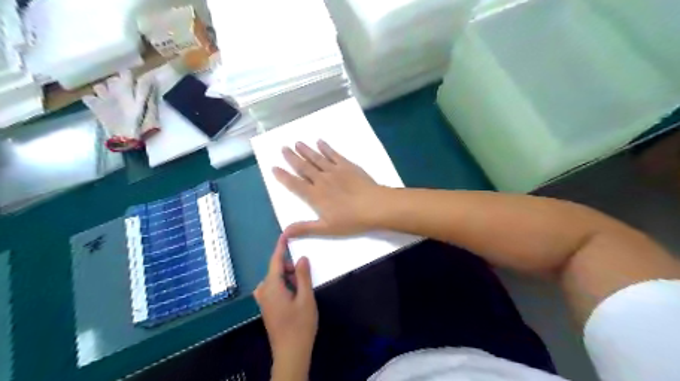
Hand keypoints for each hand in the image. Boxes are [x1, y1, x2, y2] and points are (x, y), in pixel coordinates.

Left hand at [255, 236, 319, 364]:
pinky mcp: (267, 308)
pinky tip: (294, 294)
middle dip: (290, 268)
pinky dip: (284, 285)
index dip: (281, 247)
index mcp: (272, 287)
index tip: (285, 235)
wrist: (291, 353)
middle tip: (305, 275)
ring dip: (288, 278)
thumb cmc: (300, 325)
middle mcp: (264, 291)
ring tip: (302, 288)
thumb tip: (302, 258)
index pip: (275, 261)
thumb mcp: (306, 298)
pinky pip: (273, 288)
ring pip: (275, 280)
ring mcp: (263, 301)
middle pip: (276, 270)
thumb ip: (303, 276)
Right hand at [273, 139, 386, 237]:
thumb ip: (305, 228)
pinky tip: (320, 141)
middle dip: (292, 158)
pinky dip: (326, 147)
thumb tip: (283, 232)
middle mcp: (321, 180)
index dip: (283, 176)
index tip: (274, 167)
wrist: (374, 206)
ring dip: (306, 150)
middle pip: (303, 167)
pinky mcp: (347, 165)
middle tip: (283, 148)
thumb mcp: (326, 228)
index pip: (295, 184)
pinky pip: (333, 154)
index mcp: (315, 196)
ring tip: (297, 143)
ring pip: (316, 158)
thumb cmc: (351, 220)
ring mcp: (334, 171)